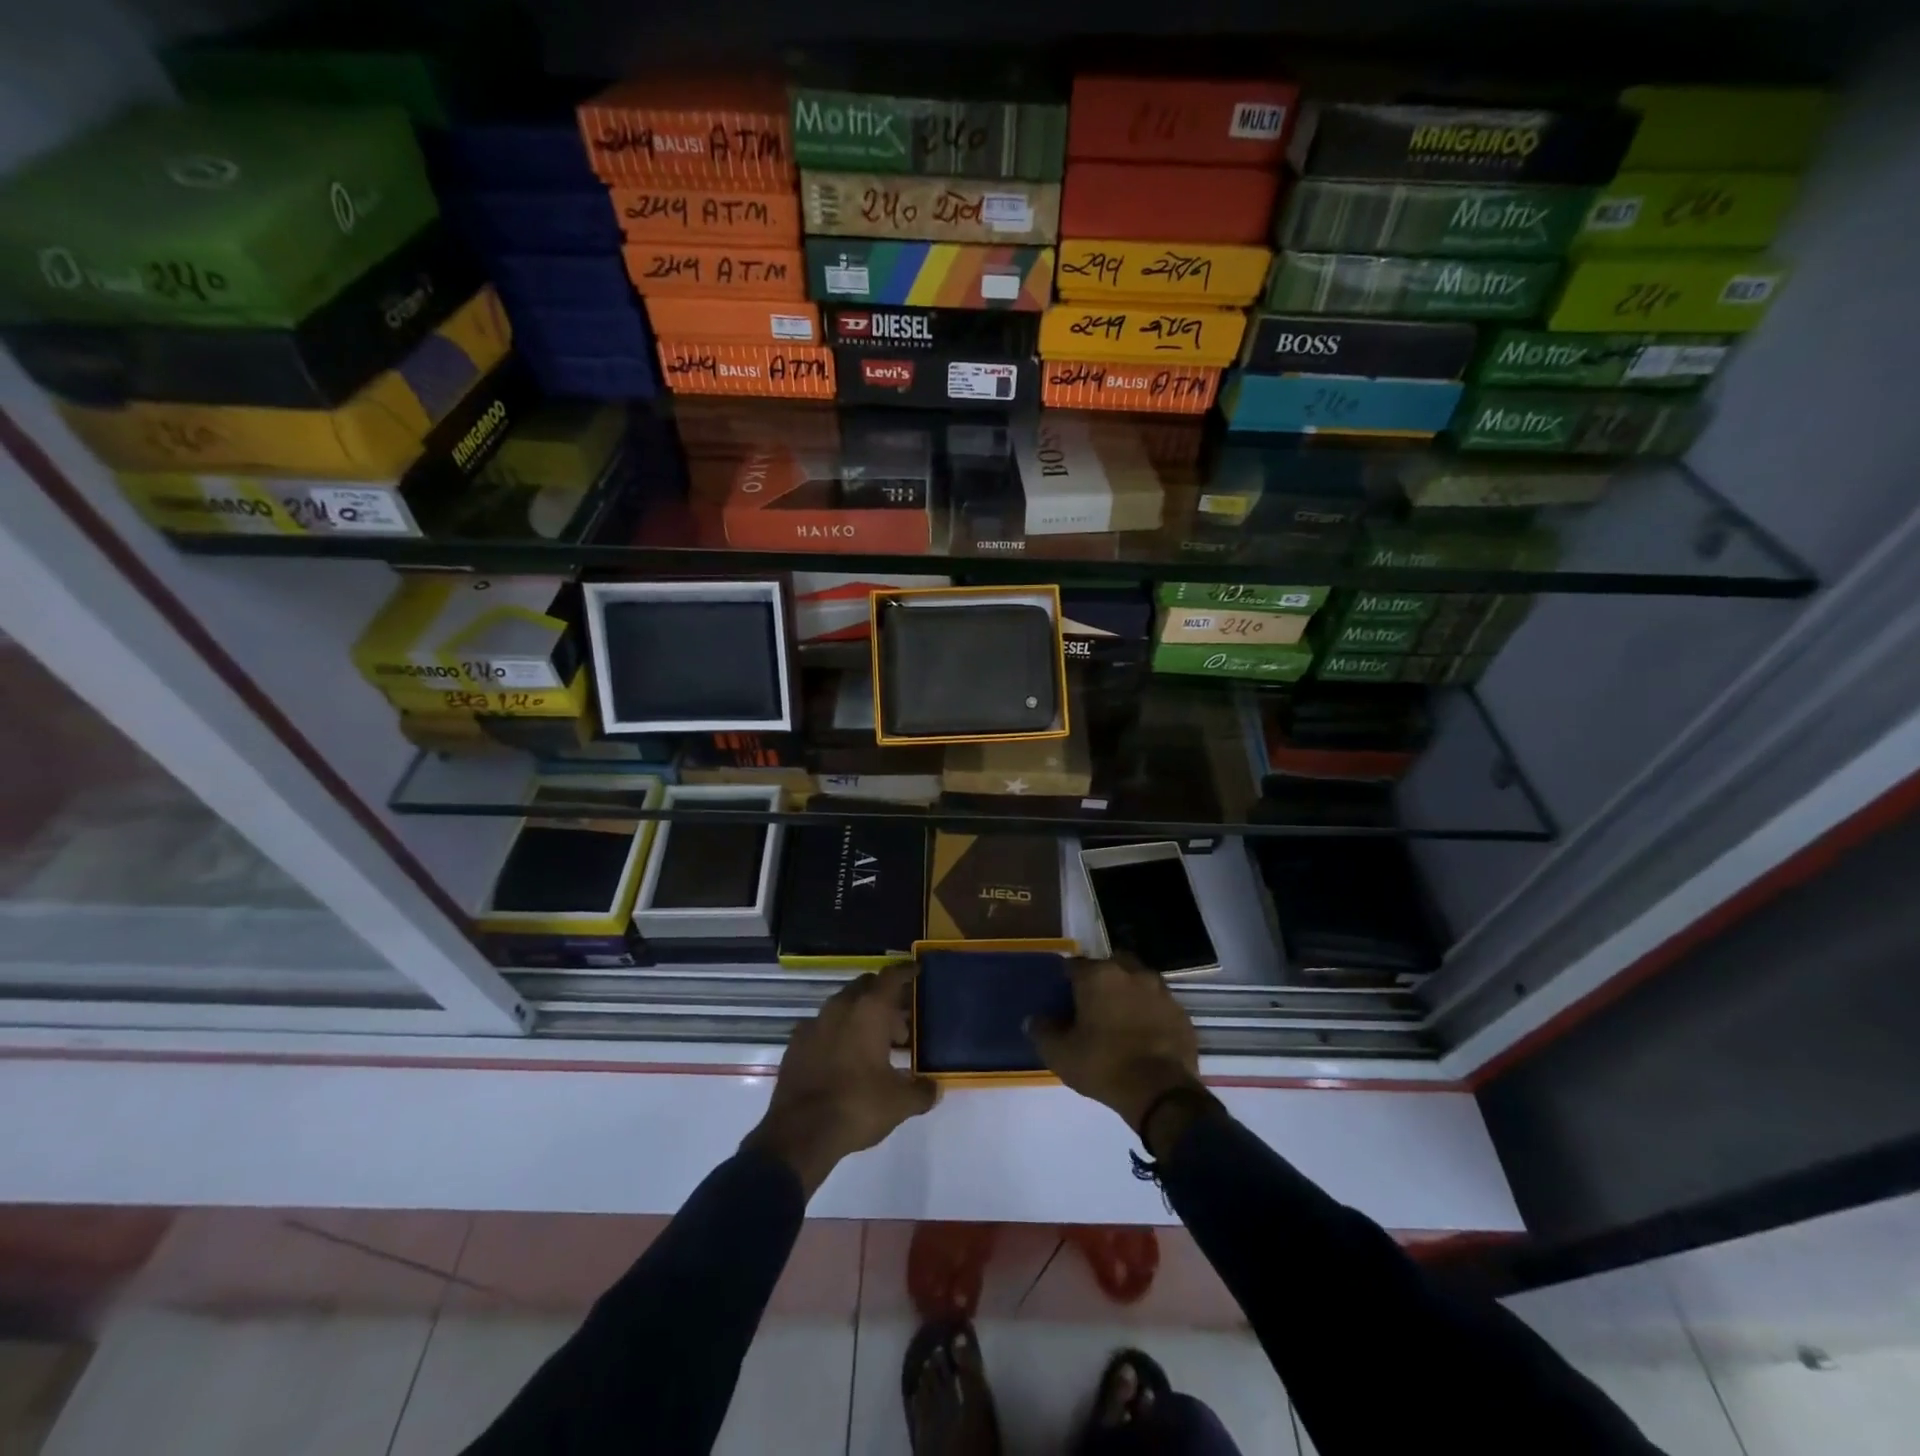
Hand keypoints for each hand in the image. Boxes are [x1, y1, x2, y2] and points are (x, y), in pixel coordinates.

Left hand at [742, 963, 938, 1196]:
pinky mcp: (795, 1043)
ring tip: (874, 1045)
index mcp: (870, 1010)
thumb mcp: (899, 1103)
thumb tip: (934, 1089)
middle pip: (866, 987)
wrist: (800, 1133)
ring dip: (860, 1016)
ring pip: (843, 1005)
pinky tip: (843, 1057)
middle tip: (900, 1023)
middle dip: (884, 998)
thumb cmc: (857, 1106)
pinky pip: (822, 1026)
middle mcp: (841, 1007)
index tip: (917, 971)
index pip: (891, 977)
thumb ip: (921, 1091)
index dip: (906, 972)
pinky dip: (837, 1033)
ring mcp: (814, 1023)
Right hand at [1027, 957, 1203, 1136]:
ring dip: (1128, 992)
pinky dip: (1149, 1012)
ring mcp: (1160, 990)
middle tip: (1092, 1005)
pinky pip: (1158, 1004)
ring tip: (1120, 1019)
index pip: (1074, 965)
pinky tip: (1144, 1034)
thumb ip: (1042, 1032)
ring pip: (1138, 981)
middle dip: (1101, 979)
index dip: (1066, 980)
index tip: (1062, 998)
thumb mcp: (1060, 1054)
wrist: (1162, 1093)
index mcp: (1098, 975)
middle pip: (1110, 965)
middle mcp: (1131, 973)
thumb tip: (1033, 1020)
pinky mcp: (1181, 1012)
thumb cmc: (1104, 1066)